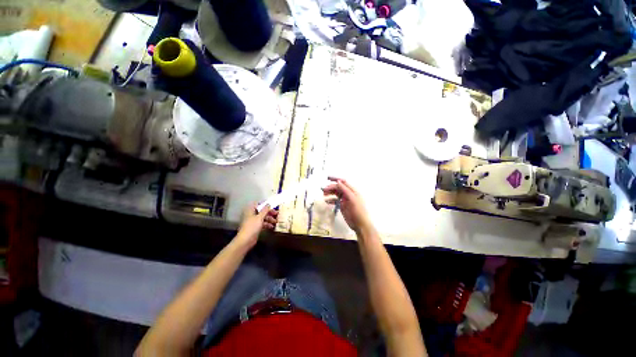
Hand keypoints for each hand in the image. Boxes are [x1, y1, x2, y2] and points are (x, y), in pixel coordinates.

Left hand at [235, 204, 277, 247]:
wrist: (246, 240)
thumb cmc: (252, 226)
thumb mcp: (260, 217)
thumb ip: (265, 210)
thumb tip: (269, 204)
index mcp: (250, 210)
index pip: (258, 204)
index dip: (265, 204)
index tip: (272, 206)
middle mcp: (251, 215)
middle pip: (261, 211)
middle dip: (269, 213)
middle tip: (277, 214)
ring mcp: (253, 222)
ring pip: (262, 218)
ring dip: (269, 219)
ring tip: (276, 221)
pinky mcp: (255, 228)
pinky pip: (262, 224)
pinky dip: (267, 224)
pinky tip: (272, 226)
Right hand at [322, 177, 371, 232]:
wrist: (361, 224)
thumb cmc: (359, 211)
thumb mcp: (352, 199)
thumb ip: (345, 190)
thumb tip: (338, 181)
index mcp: (352, 190)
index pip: (343, 182)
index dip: (335, 179)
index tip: (327, 178)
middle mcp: (348, 194)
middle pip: (338, 187)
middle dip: (331, 187)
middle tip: (324, 190)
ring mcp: (345, 200)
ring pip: (336, 193)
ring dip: (330, 193)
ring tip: (324, 194)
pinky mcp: (342, 206)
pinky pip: (336, 200)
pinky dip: (331, 200)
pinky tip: (326, 201)